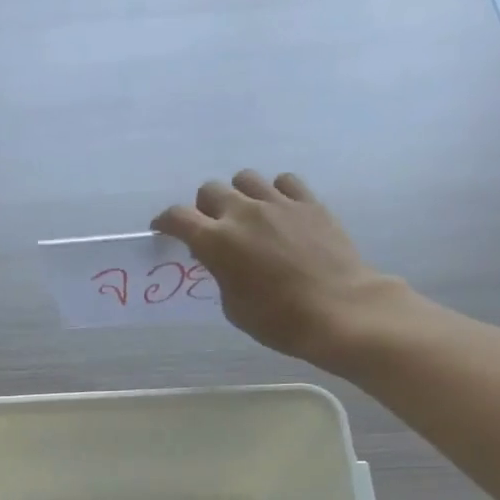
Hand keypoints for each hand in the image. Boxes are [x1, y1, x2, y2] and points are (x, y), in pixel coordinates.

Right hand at [154, 170, 408, 366]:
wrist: (337, 309)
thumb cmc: (277, 319)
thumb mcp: (233, 305)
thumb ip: (221, 273)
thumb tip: (223, 259)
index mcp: (217, 242)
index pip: (178, 218)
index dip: (166, 222)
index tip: (163, 230)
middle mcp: (243, 213)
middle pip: (210, 189)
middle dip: (204, 207)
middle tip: (211, 228)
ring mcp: (279, 203)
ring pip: (245, 179)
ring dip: (238, 195)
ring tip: (247, 216)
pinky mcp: (309, 202)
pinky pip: (283, 182)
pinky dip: (274, 192)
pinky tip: (278, 212)